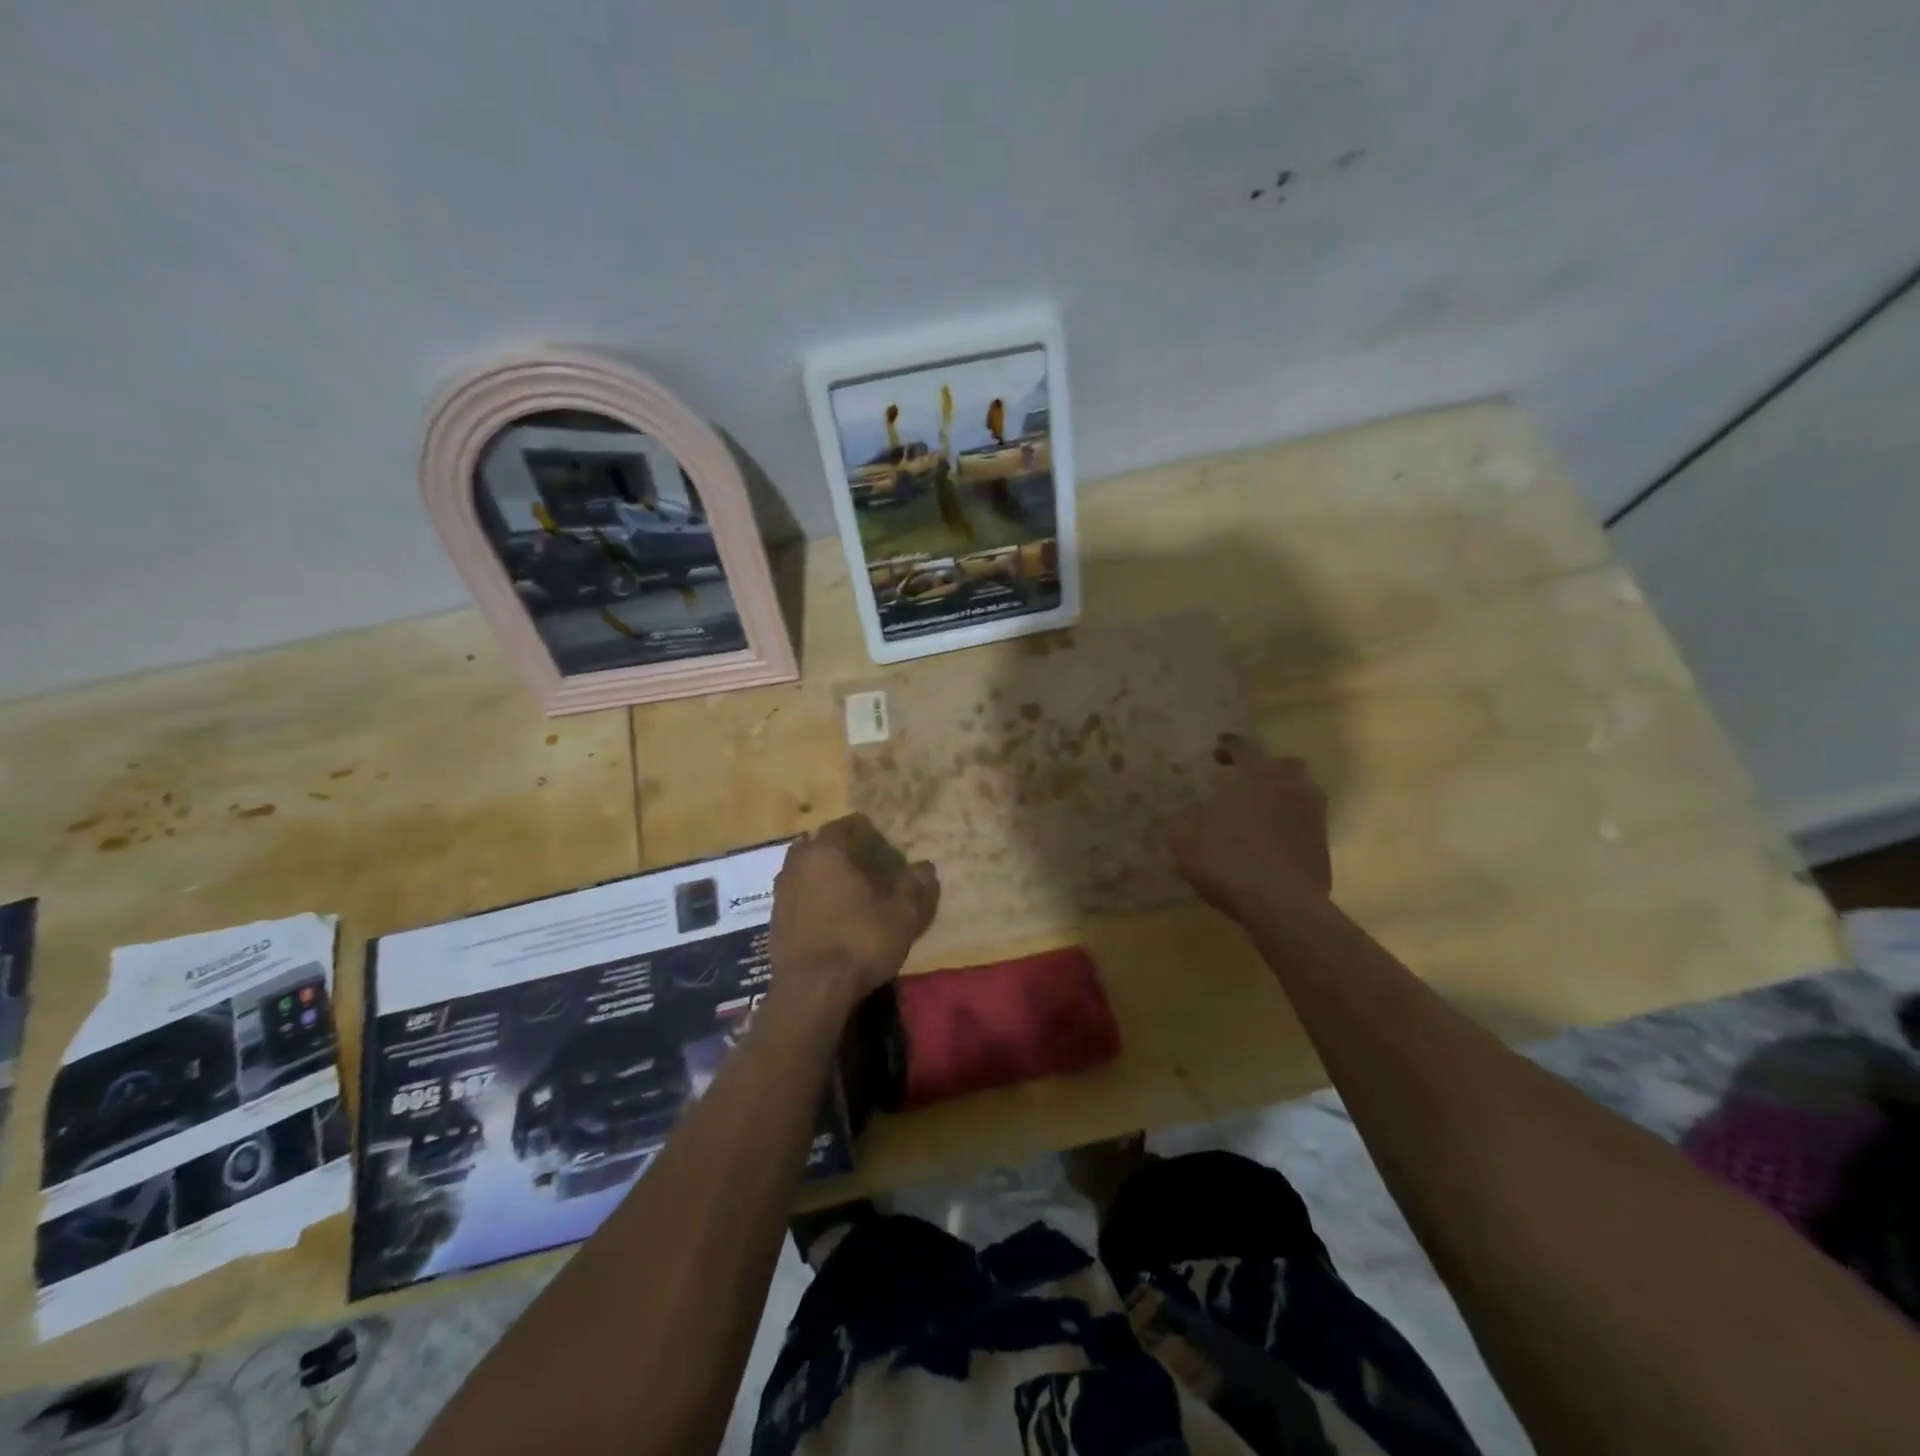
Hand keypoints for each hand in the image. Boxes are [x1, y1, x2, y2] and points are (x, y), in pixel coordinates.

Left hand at [768, 813, 938, 1011]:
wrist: (811, 990)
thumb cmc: (860, 941)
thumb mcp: (903, 915)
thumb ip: (915, 885)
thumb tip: (925, 867)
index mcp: (828, 849)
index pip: (851, 825)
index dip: (873, 836)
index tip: (888, 854)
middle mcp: (799, 860)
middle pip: (825, 845)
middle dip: (846, 853)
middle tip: (871, 872)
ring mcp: (781, 889)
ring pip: (809, 869)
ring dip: (827, 876)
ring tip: (852, 897)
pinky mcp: (775, 917)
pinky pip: (799, 895)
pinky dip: (815, 899)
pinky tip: (832, 919)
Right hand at [1168, 735, 1330, 920]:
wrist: (1281, 904)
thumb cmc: (1227, 860)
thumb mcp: (1184, 836)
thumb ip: (1186, 817)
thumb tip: (1193, 812)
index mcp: (1255, 774)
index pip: (1242, 746)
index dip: (1228, 745)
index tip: (1218, 747)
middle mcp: (1290, 784)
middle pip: (1281, 764)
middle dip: (1262, 767)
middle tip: (1243, 780)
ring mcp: (1313, 813)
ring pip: (1299, 791)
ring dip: (1280, 794)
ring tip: (1259, 810)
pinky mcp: (1323, 843)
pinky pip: (1304, 821)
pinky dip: (1289, 823)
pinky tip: (1271, 839)